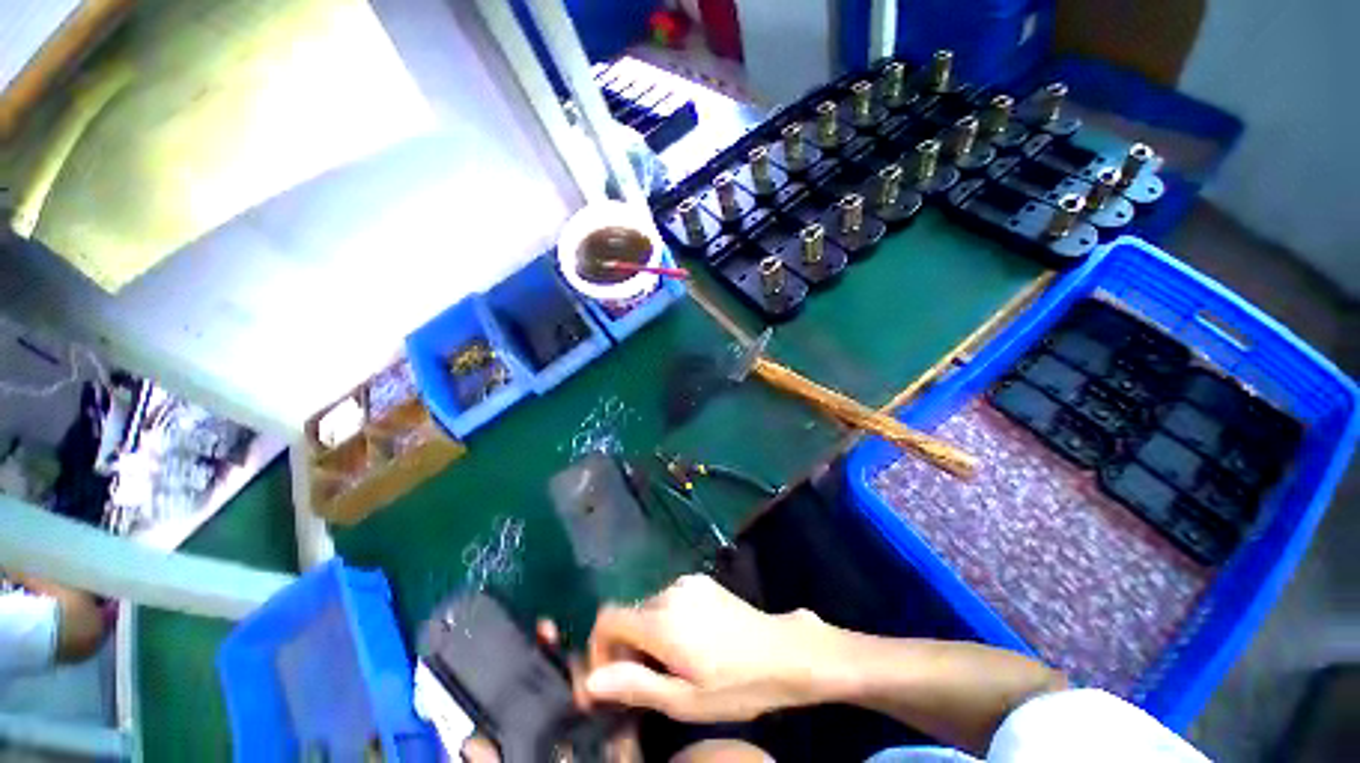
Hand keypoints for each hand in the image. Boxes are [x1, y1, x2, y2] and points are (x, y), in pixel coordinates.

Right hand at [582, 574, 828, 722]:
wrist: (781, 652)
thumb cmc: (734, 685)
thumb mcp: (684, 700)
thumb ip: (635, 685)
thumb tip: (590, 681)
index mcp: (662, 621)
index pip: (608, 619)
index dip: (600, 647)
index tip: (611, 676)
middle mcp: (670, 592)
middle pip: (629, 614)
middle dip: (626, 646)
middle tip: (646, 680)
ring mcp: (687, 582)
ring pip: (649, 607)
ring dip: (647, 633)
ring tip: (672, 663)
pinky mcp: (700, 581)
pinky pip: (669, 598)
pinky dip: (665, 619)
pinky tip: (689, 641)